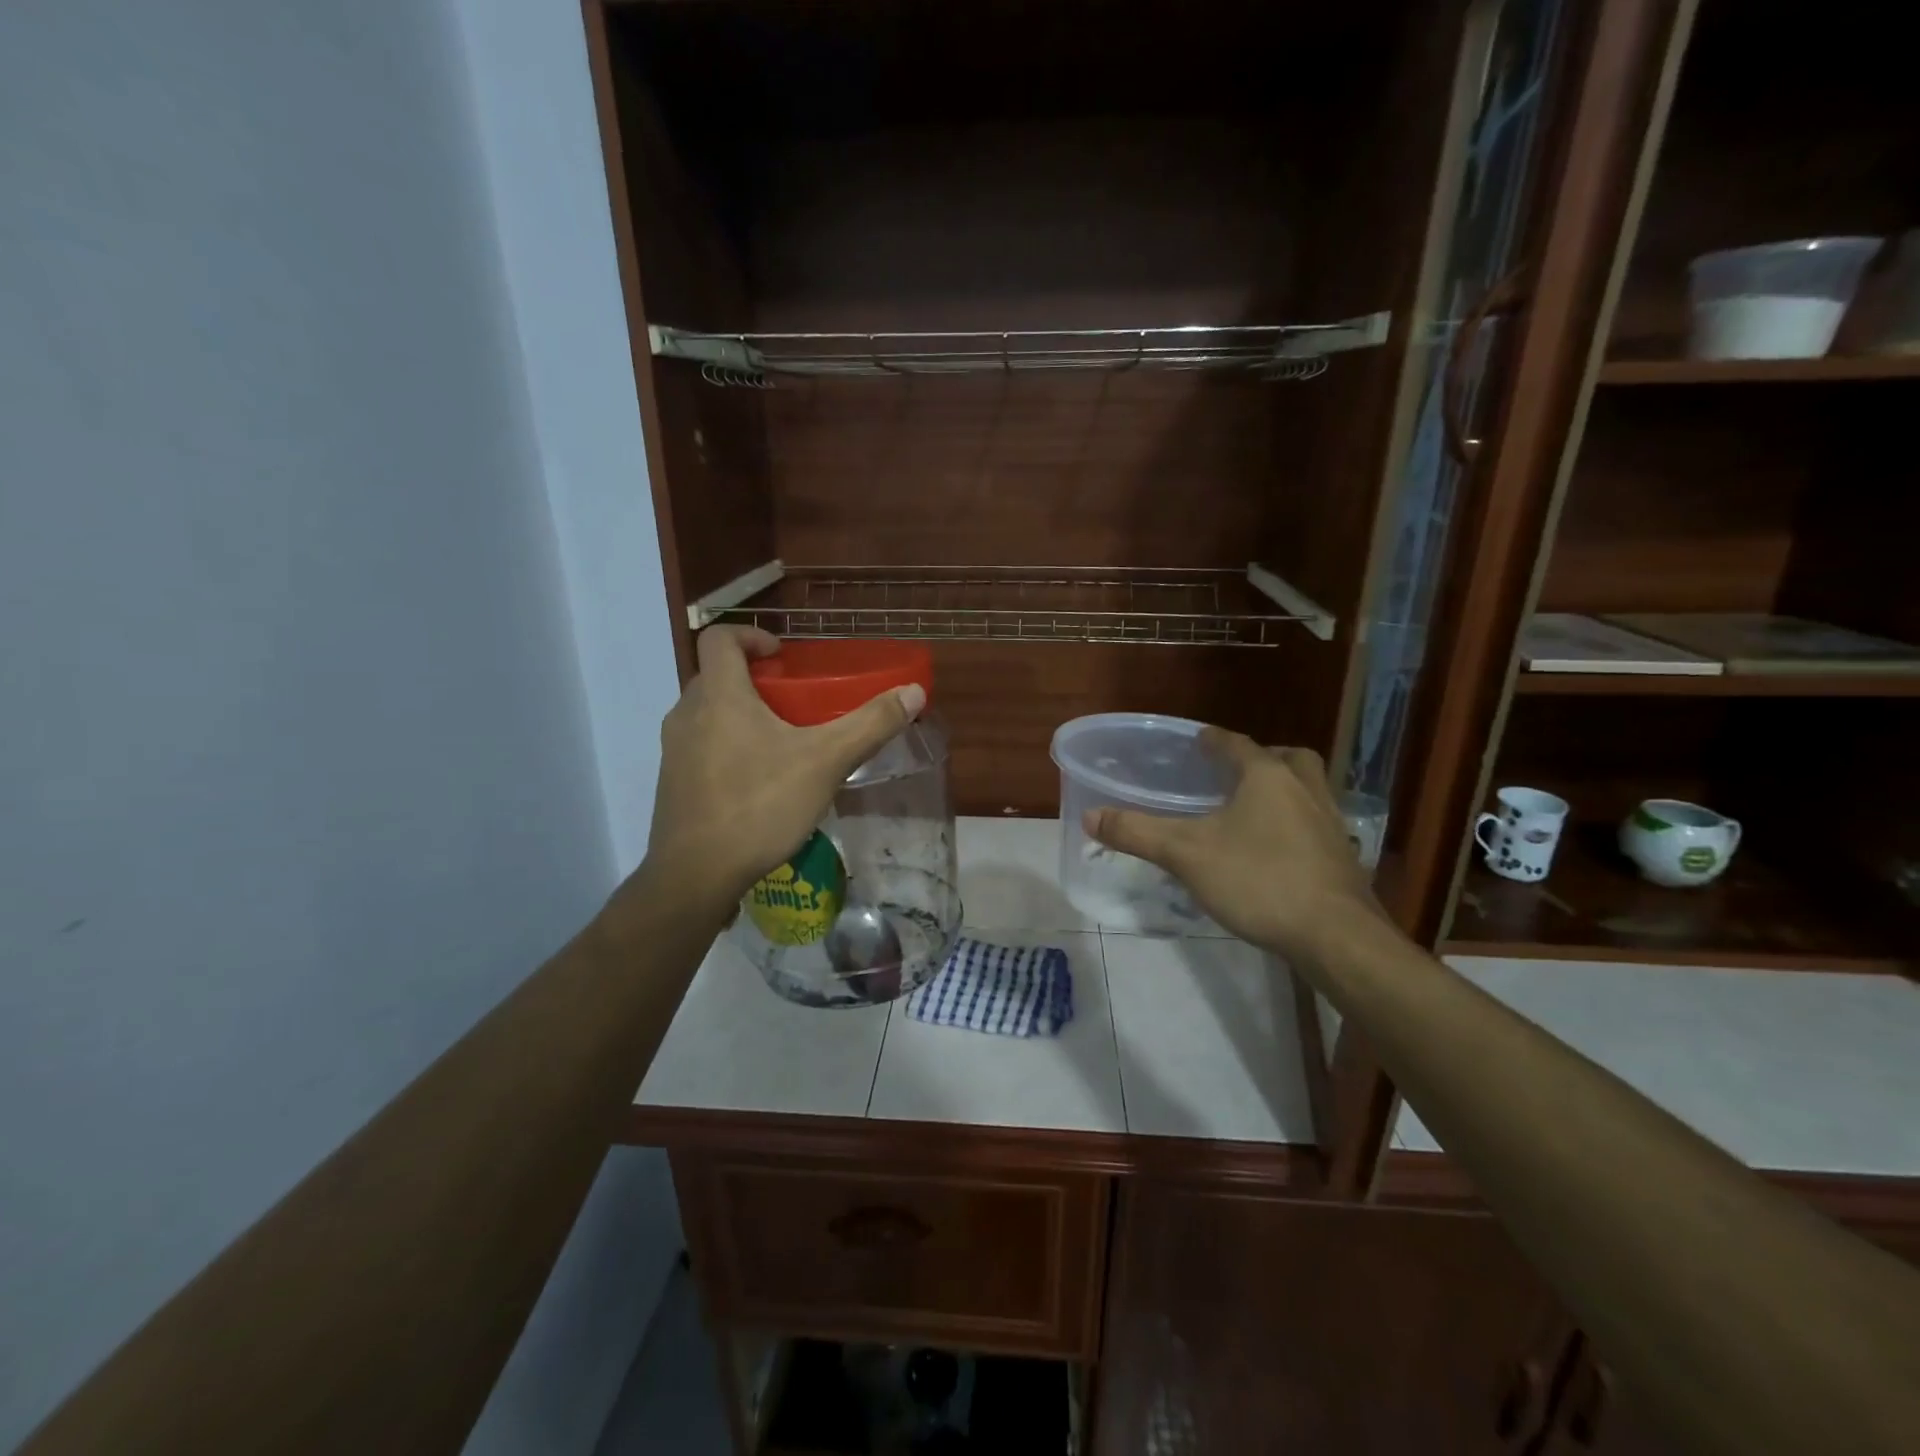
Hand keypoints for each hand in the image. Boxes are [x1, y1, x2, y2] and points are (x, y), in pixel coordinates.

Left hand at [642, 627, 925, 912]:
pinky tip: (760, 783)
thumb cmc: (759, 805)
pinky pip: (702, 747)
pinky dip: (728, 747)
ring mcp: (674, 750)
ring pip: (708, 714)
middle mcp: (687, 713)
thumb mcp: (826, 762)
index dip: (751, 635)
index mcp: (719, 695)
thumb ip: (870, 724)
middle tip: (795, 701)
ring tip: (783, 742)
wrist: (695, 875)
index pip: (720, 638)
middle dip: (755, 680)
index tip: (783, 656)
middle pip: (717, 676)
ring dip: (741, 715)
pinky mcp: (672, 783)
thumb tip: (914, 692)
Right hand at [1085, 730, 1385, 960]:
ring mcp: (1331, 824)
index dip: (1214, 740)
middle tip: (1236, 773)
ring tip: (1256, 810)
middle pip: (1288, 759)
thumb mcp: (1186, 855)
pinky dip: (1298, 825)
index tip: (1199, 739)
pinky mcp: (1344, 857)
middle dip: (1262, 758)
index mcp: (1268, 777)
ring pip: (1310, 790)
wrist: (1336, 936)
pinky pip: (1318, 825)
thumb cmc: (1258, 880)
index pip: (1238, 745)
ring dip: (1286, 789)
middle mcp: (1305, 790)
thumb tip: (1090, 815)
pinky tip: (1278, 851)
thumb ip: (1137, 833)